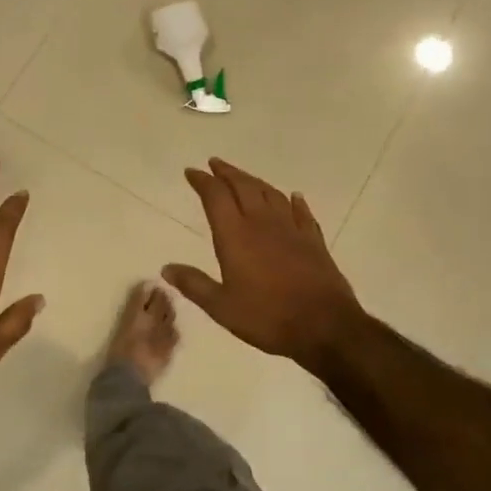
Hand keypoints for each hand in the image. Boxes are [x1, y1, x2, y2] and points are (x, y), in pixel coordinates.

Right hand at [163, 158, 365, 370]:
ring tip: (243, 177)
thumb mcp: (221, 307)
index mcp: (235, 235)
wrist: (324, 326)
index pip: (215, 197)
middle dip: (227, 173)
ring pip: (271, 194)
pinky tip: (293, 196)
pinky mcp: (314, 241)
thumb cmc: (267, 317)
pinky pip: (302, 213)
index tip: (192, 172)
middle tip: (214, 163)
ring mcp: (291, 229)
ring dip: (254, 181)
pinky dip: (293, 201)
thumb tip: (166, 268)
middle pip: (243, 187)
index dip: (202, 181)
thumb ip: (194, 284)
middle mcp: (262, 223)